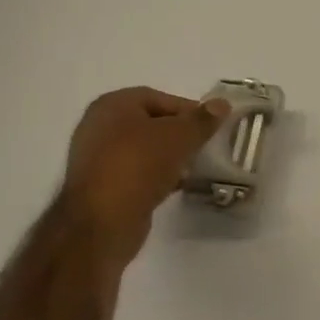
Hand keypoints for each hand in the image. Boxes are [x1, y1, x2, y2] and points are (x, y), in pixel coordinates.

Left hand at [60, 88, 229, 268]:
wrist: (102, 222)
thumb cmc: (139, 165)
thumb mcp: (179, 136)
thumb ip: (202, 119)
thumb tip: (222, 104)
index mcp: (112, 105)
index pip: (160, 98)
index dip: (188, 110)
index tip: (211, 126)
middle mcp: (99, 126)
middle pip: (152, 123)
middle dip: (180, 134)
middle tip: (205, 145)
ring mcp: (97, 158)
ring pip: (145, 150)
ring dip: (170, 156)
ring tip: (194, 167)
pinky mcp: (102, 185)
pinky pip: (137, 172)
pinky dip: (157, 175)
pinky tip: (177, 185)